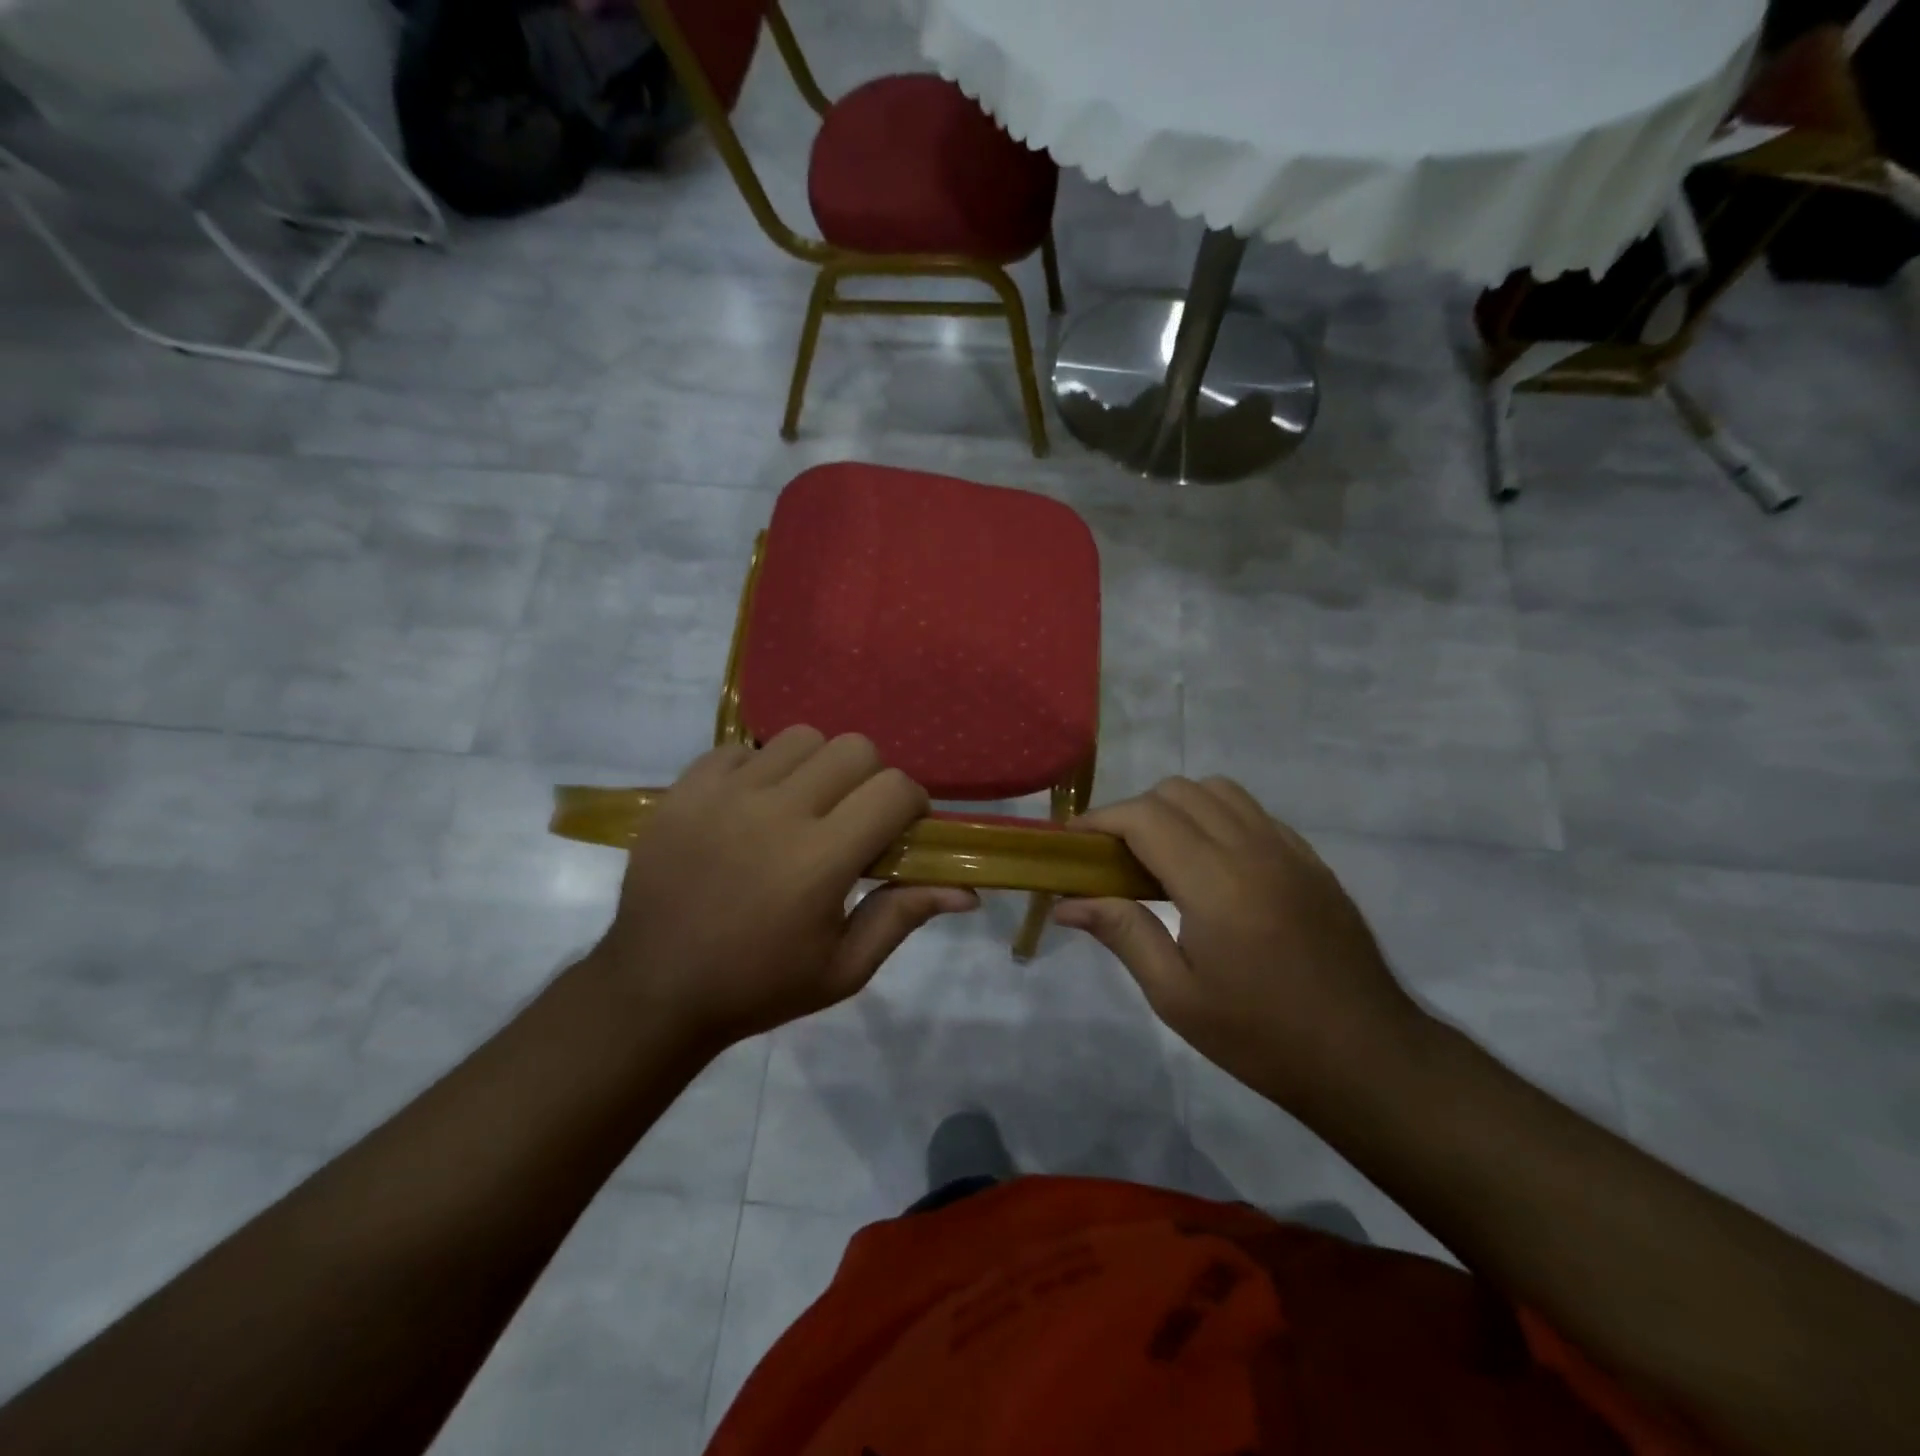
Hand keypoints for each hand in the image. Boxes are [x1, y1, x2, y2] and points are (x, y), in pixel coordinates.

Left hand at [588, 727, 975, 1052]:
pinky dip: (759, 770)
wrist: (655, 990)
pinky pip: (742, 748)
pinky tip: (751, 808)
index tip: (900, 831)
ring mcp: (725, 794)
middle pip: (854, 748)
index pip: (895, 789)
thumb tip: (966, 891)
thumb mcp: (843, 969)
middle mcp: (776, 812)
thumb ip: (903, 916)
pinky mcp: (685, 789)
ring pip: (801, 738)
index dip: (911, 805)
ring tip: (801, 807)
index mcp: (820, 860)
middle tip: (852, 818)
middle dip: (870, 779)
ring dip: (817, 768)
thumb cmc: (759, 986)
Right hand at [1054, 777, 1428, 1113]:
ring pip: (1218, 791)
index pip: (1144, 817)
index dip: (1100, 820)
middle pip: (1178, 791)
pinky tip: (1211, 864)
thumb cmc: (1262, 1036)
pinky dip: (1217, 818)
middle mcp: (1252, 849)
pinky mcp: (1311, 860)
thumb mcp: (1177, 996)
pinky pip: (1253, 813)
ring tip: (1160, 854)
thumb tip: (1066, 901)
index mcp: (1215, 882)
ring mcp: (1288, 849)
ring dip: (1177, 807)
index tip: (1072, 842)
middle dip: (1133, 812)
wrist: (1367, 1058)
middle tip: (1113, 857)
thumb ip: (1122, 933)